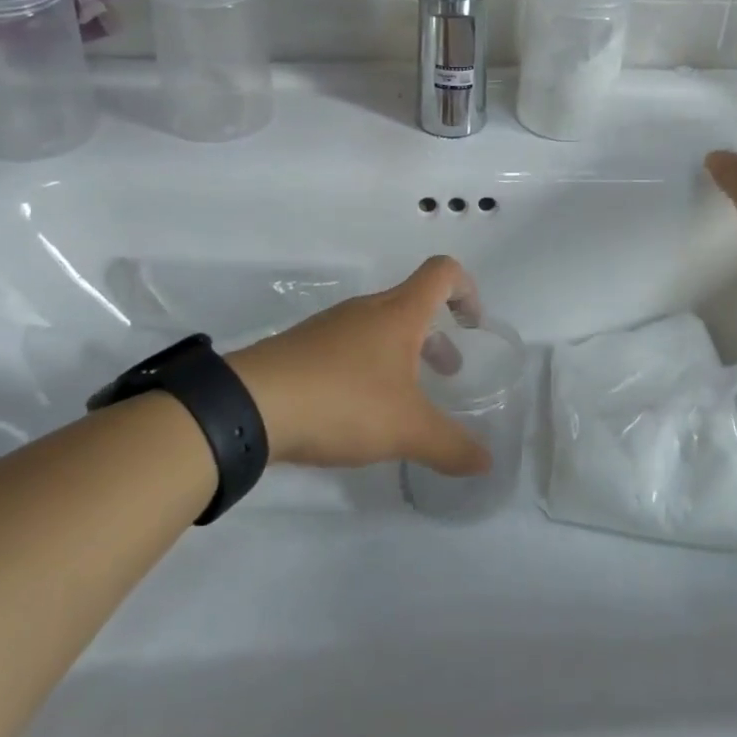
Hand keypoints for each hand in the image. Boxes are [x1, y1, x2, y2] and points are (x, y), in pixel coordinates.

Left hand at [227, 256, 492, 476]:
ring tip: (405, 399)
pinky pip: (349, 346)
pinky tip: (360, 410)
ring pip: (380, 327)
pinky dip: (369, 367)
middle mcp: (367, 310)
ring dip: (403, 352)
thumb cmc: (343, 401)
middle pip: (413, 303)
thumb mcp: (406, 430)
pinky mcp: (303, 348)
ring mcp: (331, 326)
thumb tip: (486, 463)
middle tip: (447, 373)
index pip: (443, 273)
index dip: (467, 290)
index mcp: (399, 313)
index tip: (473, 326)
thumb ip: (451, 446)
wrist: (250, 406)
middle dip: (437, 335)